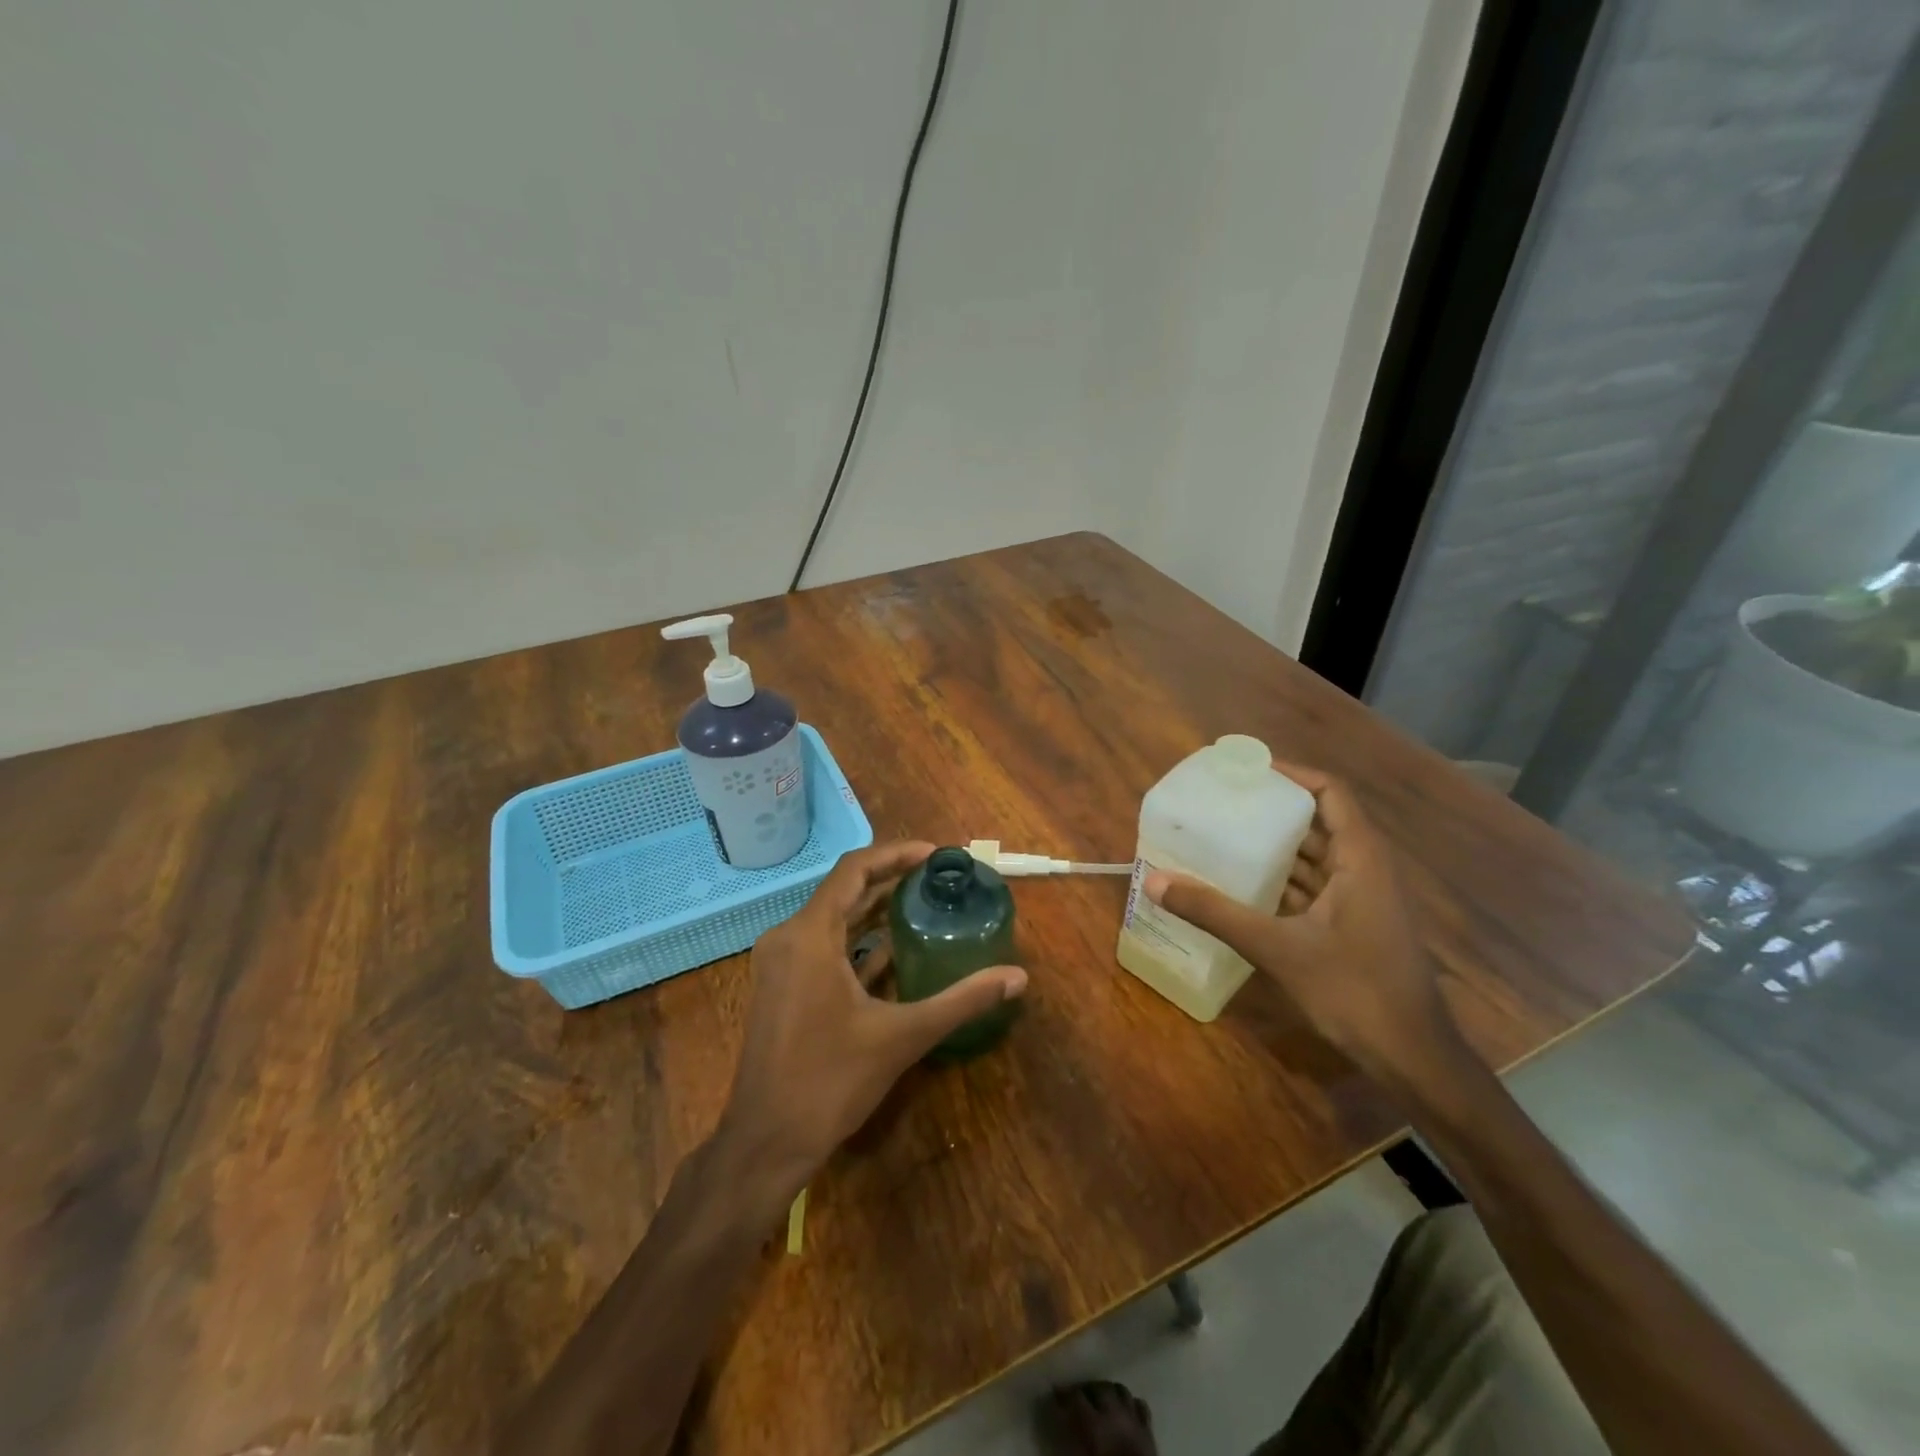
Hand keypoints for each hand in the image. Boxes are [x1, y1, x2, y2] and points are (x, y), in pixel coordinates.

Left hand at [717, 841, 1027, 1203]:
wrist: (766, 1142)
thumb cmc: (830, 1081)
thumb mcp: (902, 1036)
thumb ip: (961, 1001)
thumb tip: (1017, 978)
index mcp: (809, 935)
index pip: (854, 869)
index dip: (896, 854)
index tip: (935, 855)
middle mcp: (788, 937)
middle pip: (844, 890)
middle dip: (890, 880)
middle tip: (938, 879)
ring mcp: (779, 963)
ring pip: (833, 919)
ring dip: (874, 910)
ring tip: (923, 905)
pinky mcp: (781, 986)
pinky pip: (823, 945)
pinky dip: (858, 940)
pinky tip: (895, 951)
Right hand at [1143, 765, 1460, 1087]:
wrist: (1413, 1058)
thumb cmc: (1354, 990)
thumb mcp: (1277, 948)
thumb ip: (1215, 912)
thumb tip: (1156, 882)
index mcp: (1360, 858)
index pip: (1330, 792)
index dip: (1291, 774)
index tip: (1246, 770)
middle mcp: (1365, 868)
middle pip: (1318, 821)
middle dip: (1271, 809)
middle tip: (1222, 802)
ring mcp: (1361, 899)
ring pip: (1314, 857)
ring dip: (1273, 847)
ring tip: (1222, 835)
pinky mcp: (1353, 925)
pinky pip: (1312, 887)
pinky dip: (1280, 881)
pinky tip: (1241, 886)